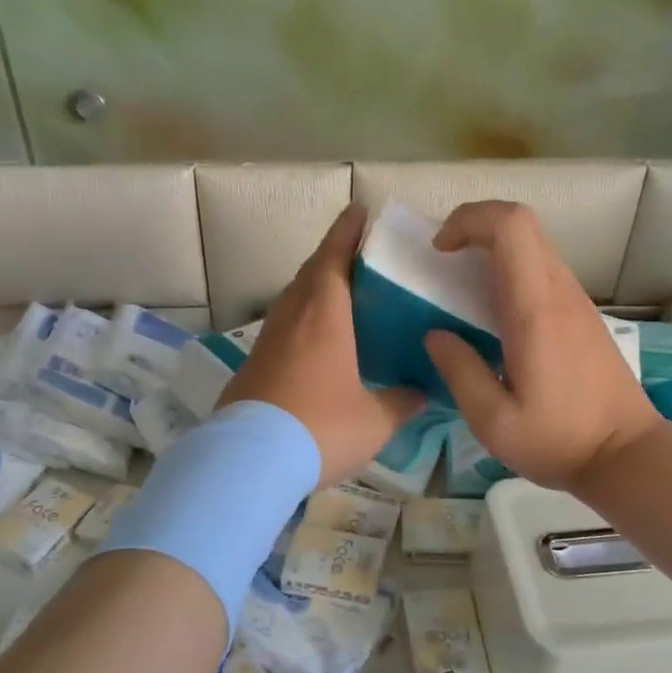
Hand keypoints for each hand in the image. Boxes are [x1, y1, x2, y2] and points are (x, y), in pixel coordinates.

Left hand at [220, 204, 424, 485]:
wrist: (250, 463)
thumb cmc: (321, 428)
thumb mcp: (374, 420)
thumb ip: (401, 402)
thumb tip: (421, 393)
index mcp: (324, 316)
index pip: (334, 258)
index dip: (346, 231)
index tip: (357, 209)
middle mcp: (292, 318)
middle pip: (310, 273)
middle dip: (332, 256)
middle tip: (357, 253)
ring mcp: (267, 342)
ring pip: (292, 299)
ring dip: (313, 286)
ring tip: (339, 292)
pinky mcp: (253, 365)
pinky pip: (282, 327)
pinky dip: (301, 318)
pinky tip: (314, 341)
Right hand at [423, 201, 661, 494]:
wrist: (627, 455)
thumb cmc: (559, 441)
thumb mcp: (493, 422)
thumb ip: (460, 372)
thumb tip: (435, 334)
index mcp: (535, 310)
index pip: (511, 227)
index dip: (469, 220)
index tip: (440, 251)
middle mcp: (559, 293)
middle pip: (523, 223)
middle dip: (475, 226)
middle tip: (443, 262)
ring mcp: (576, 301)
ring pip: (534, 244)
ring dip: (492, 248)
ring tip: (461, 288)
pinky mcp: (582, 314)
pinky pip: (543, 269)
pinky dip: (510, 269)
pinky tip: (493, 314)